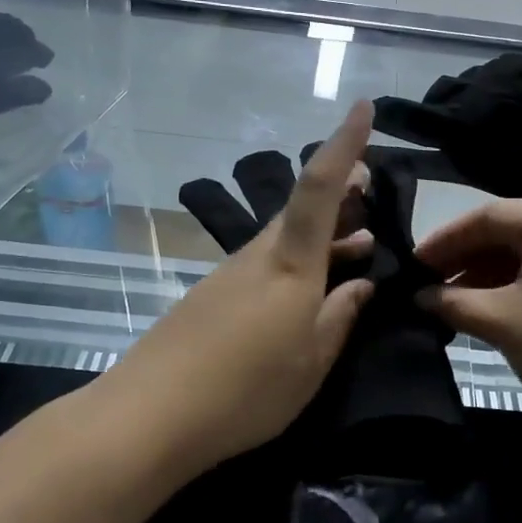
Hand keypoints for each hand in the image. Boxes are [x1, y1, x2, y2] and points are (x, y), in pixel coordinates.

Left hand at [101, 103, 377, 476]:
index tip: (363, 106)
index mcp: (290, 264)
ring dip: (324, 233)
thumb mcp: (311, 361)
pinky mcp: (212, 296)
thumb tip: (363, 284)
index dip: (344, 145)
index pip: (320, 187)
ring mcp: (230, 274)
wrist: (149, 415)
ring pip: (285, 237)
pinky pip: (266, 262)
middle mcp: (258, 256)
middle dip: (341, 193)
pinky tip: (308, 289)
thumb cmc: (245, 390)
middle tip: (373, 195)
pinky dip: (297, 260)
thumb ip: (340, 316)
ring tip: (358, 245)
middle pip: (302, 209)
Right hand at [416, 198, 521, 441]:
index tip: (410, 267)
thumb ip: (452, 302)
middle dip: (463, 260)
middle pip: (504, 232)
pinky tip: (492, 311)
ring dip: (486, 277)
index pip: (482, 217)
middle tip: (426, 287)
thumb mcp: (502, 321)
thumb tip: (418, 296)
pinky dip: (514, 288)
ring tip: (453, 304)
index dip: (441, 242)